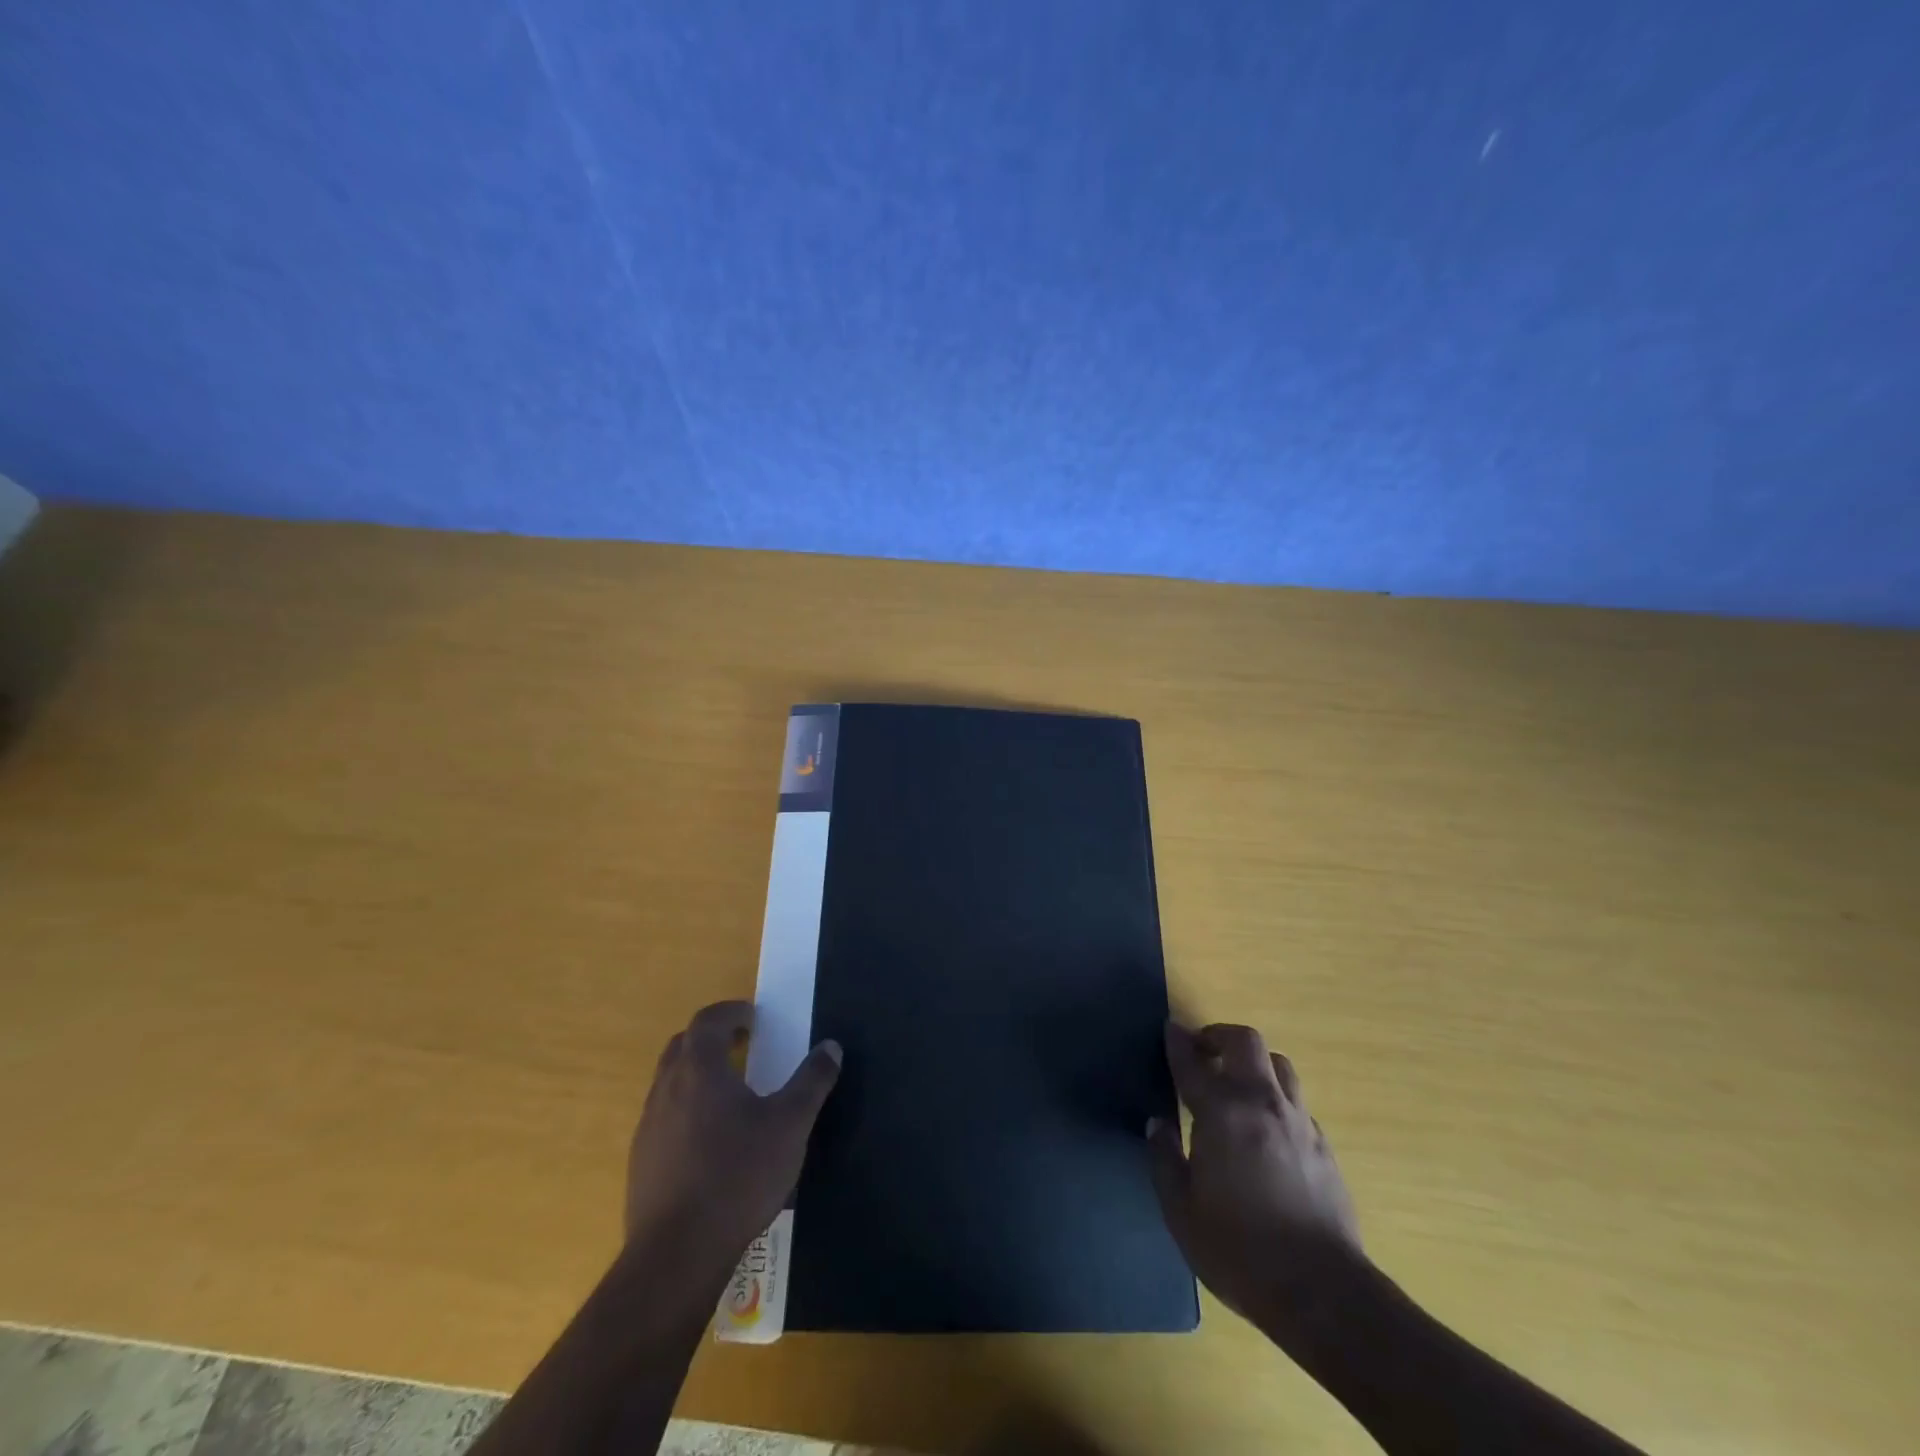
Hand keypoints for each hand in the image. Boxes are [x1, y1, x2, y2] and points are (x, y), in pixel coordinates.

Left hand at [624, 1001, 841, 1274]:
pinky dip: (687, 1110)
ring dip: (698, 1075)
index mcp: (700, 1068)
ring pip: (670, 1082)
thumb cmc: (738, 1176)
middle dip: (713, 1039)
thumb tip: (831, 1046)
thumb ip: (812, 1081)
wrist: (676, 1256)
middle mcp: (667, 1088)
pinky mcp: (641, 1162)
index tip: (754, 1019)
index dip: (732, 1012)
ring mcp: (648, 1126)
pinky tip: (711, 1142)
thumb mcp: (791, 1124)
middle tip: (744, 1047)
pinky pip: (664, 1117)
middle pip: (683, 1046)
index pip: (708, 1020)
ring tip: (731, 1094)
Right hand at [1148, 1022, 1361, 1324]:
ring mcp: (1298, 1122)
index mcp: (1222, 1113)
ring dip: (1254, 1063)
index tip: (1169, 1027)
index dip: (1178, 1041)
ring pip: (1279, 1065)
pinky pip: (1296, 1103)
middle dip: (1220, 1036)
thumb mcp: (1181, 1212)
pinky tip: (1266, 1128)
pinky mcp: (1323, 1146)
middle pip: (1246, 1042)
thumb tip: (1158, 1124)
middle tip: (1203, 1053)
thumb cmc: (1239, 1251)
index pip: (1193, 1062)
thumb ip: (1165, 1159)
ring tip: (1238, 1084)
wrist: (1323, 1293)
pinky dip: (1276, 1099)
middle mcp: (1261, 1103)